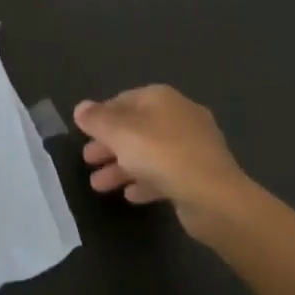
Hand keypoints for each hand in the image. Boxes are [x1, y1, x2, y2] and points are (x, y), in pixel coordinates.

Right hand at [73, 85, 252, 238]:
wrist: (213, 196)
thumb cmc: (161, 154)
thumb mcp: (120, 133)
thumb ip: (97, 120)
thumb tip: (80, 107)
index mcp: (162, 98)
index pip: (124, 100)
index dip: (102, 115)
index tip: (84, 134)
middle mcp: (179, 116)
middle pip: (136, 128)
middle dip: (109, 145)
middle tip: (87, 161)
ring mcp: (192, 146)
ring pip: (148, 153)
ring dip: (122, 167)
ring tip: (98, 186)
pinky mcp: (199, 174)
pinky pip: (165, 173)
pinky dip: (145, 181)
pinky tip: (130, 195)